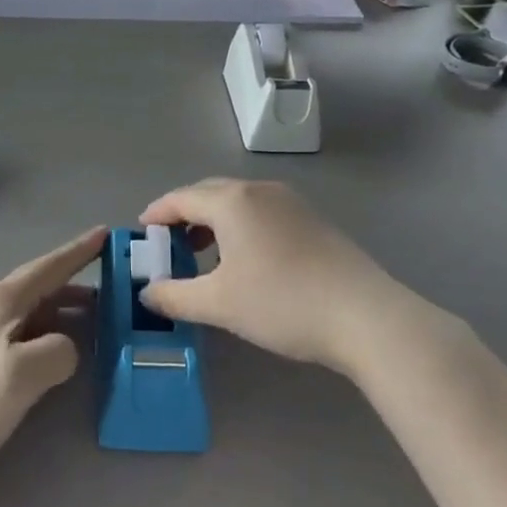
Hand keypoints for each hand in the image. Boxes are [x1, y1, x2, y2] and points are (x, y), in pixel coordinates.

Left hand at [0, 227, 102, 491]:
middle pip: (41, 288)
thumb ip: (58, 352)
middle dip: (76, 287)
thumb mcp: (23, 374)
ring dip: (62, 313)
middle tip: (114, 291)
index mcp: (0, 300)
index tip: (106, 233)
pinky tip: (54, 355)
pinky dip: (45, 335)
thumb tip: (65, 348)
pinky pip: (19, 335)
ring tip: (94, 323)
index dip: (79, 251)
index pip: (49, 267)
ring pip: (30, 313)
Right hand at [139, 179, 424, 375]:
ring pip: (238, 202)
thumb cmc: (282, 302)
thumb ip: (174, 296)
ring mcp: (290, 202)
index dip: (156, 214)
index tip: (142, 233)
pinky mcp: (312, 220)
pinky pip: (261, 212)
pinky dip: (240, 226)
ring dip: (213, 221)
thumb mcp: (219, 304)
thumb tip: (147, 293)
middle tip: (169, 245)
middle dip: (184, 215)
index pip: (180, 198)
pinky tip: (245, 259)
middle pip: (208, 193)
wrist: (365, 316)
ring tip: (203, 254)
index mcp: (231, 201)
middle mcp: (259, 190)